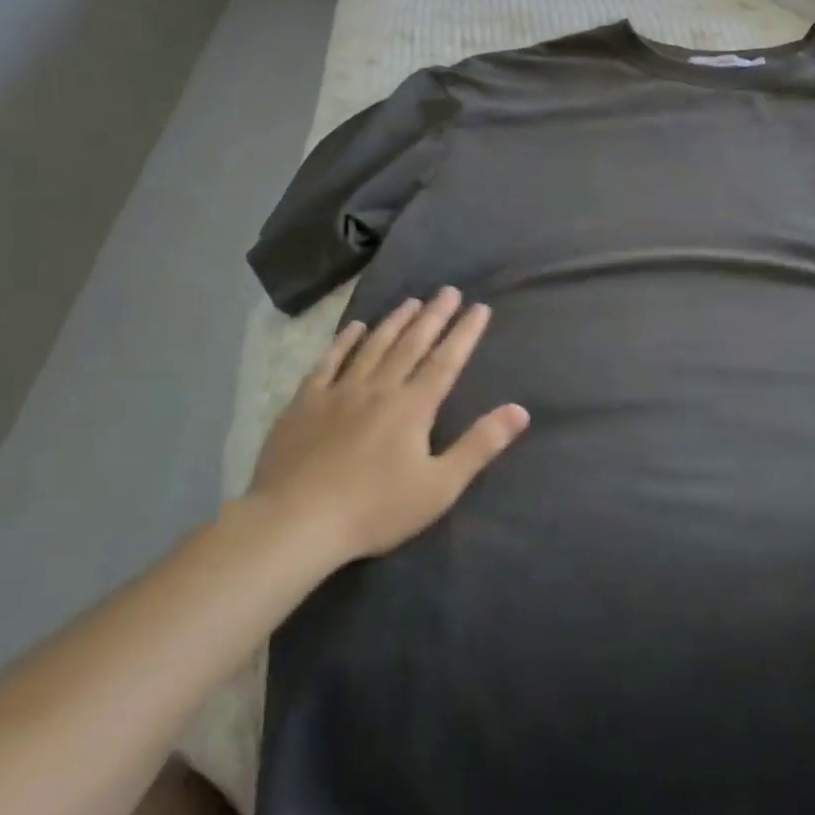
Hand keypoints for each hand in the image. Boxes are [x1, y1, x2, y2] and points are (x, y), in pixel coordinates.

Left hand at [250, 287, 528, 567]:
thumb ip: (480, 445)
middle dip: (434, 316)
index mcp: (413, 407)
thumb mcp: (439, 486)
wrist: (294, 524)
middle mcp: (379, 389)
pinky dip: (343, 343)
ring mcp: (338, 393)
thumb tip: (520, 410)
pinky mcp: (304, 404)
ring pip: (372, 347)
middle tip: (448, 291)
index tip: (479, 308)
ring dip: (395, 322)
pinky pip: (327, 363)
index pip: (446, 361)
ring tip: (411, 301)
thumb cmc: (374, 509)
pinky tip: (354, 328)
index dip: (464, 333)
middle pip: (411, 345)